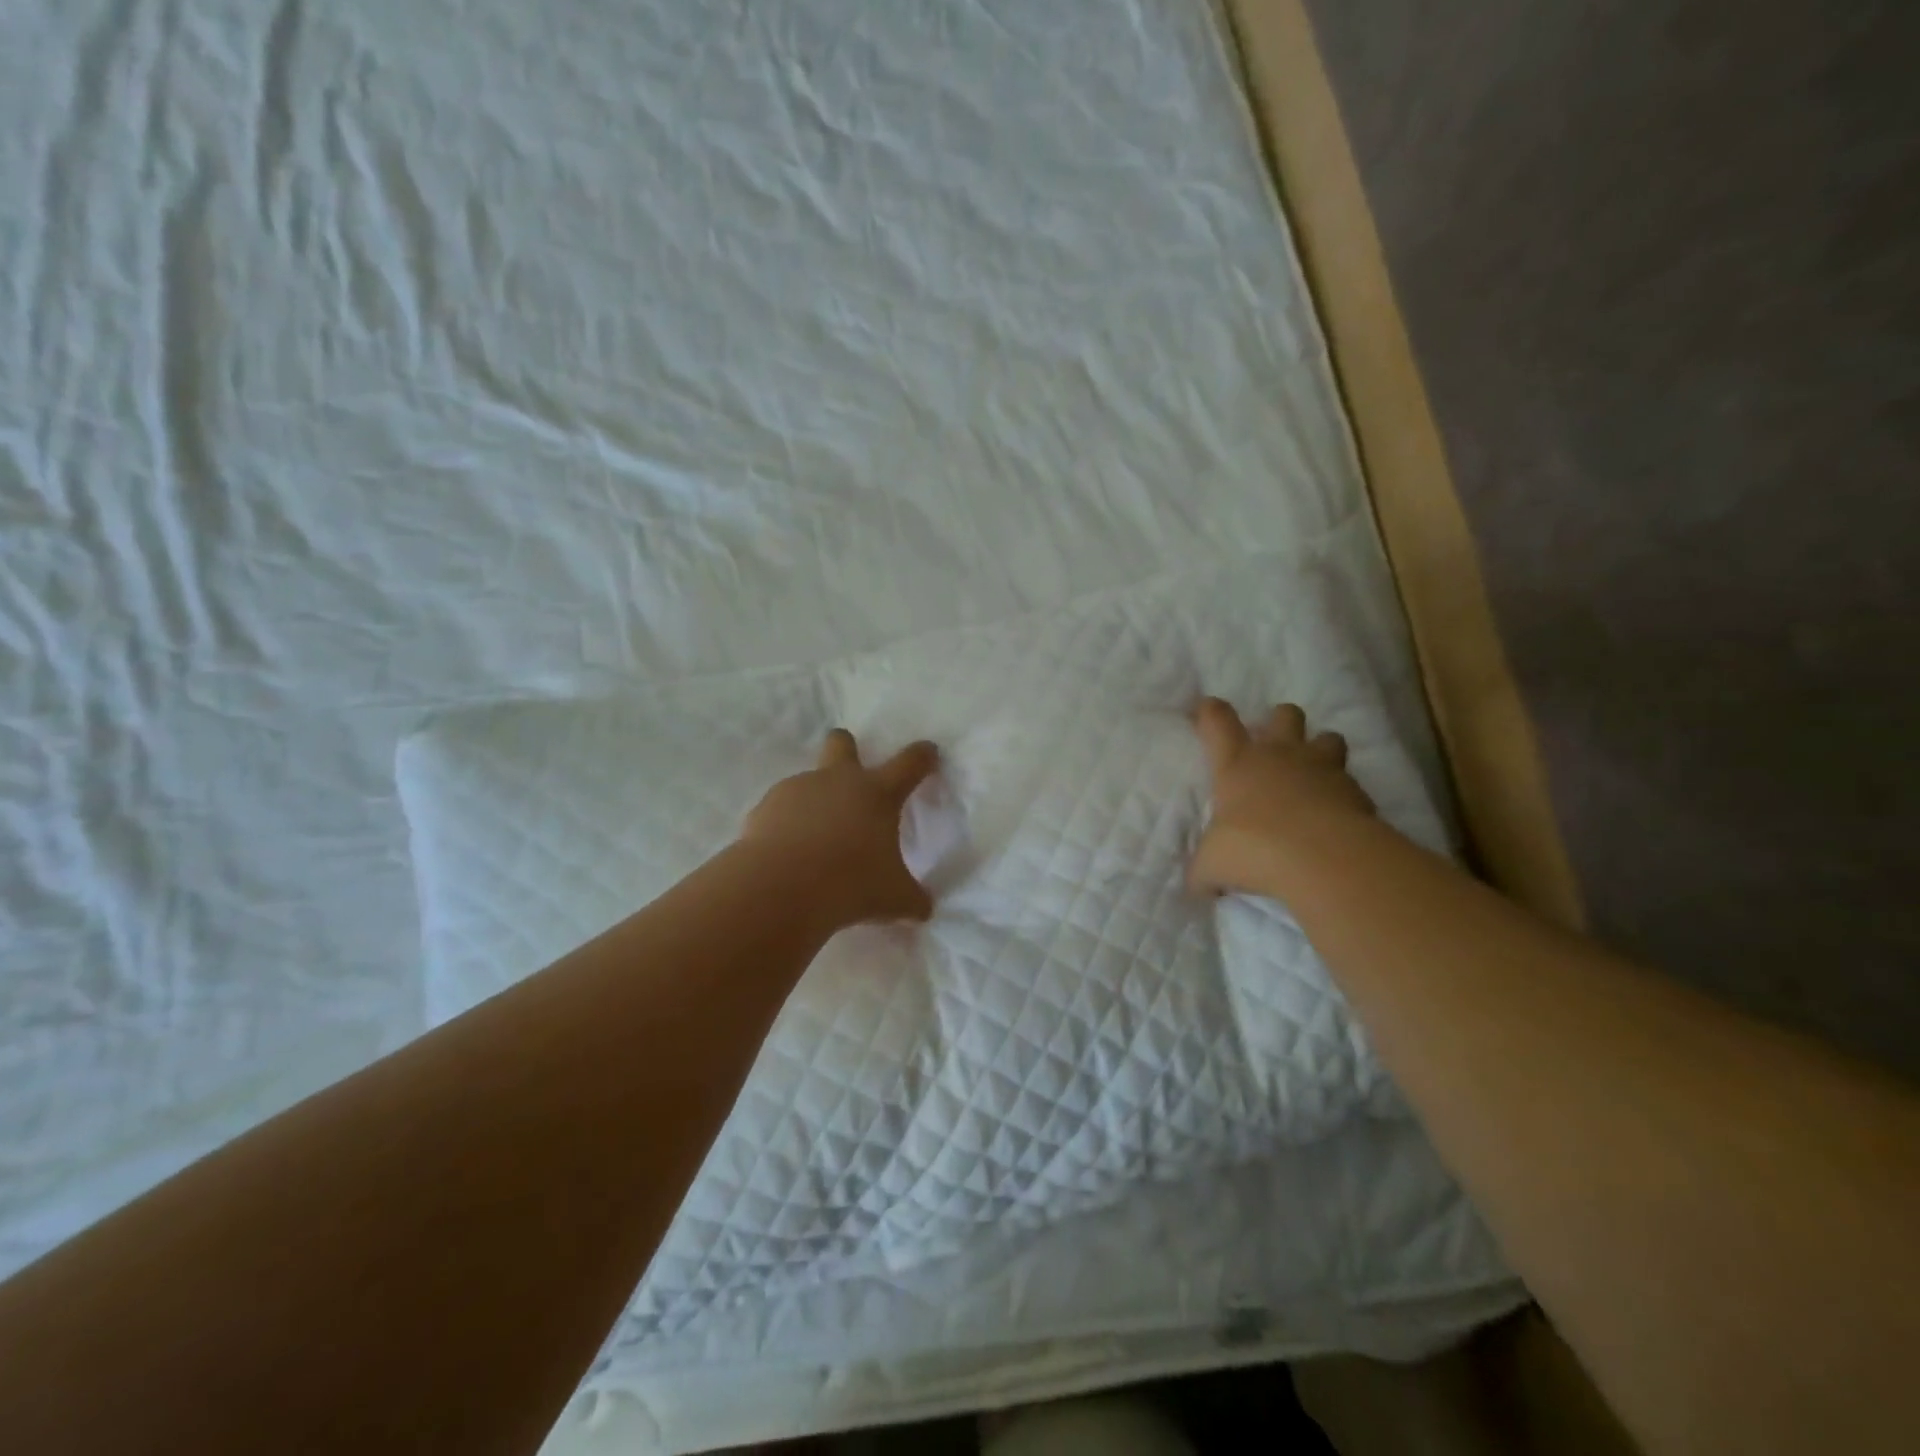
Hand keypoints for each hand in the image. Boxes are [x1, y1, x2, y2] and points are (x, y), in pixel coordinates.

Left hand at [739, 729, 940, 926]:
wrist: (781, 888)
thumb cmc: (851, 884)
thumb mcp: (894, 899)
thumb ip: (912, 899)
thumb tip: (923, 909)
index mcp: (877, 794)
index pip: (909, 764)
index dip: (922, 756)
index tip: (928, 752)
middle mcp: (837, 781)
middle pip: (842, 743)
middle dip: (847, 748)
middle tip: (851, 772)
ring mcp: (797, 790)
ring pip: (808, 782)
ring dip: (815, 801)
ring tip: (816, 842)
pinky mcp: (764, 808)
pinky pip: (780, 810)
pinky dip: (786, 825)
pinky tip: (788, 854)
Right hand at [1188, 698, 1375, 895]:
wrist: (1323, 858)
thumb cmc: (1254, 848)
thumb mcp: (1213, 864)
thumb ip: (1204, 870)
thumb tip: (1199, 885)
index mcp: (1238, 764)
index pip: (1218, 721)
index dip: (1210, 712)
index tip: (1205, 708)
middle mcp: (1280, 756)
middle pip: (1285, 715)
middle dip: (1280, 722)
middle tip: (1274, 745)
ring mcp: (1323, 769)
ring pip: (1328, 737)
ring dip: (1321, 750)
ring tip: (1314, 774)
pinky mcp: (1357, 792)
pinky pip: (1352, 783)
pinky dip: (1345, 795)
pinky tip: (1337, 816)